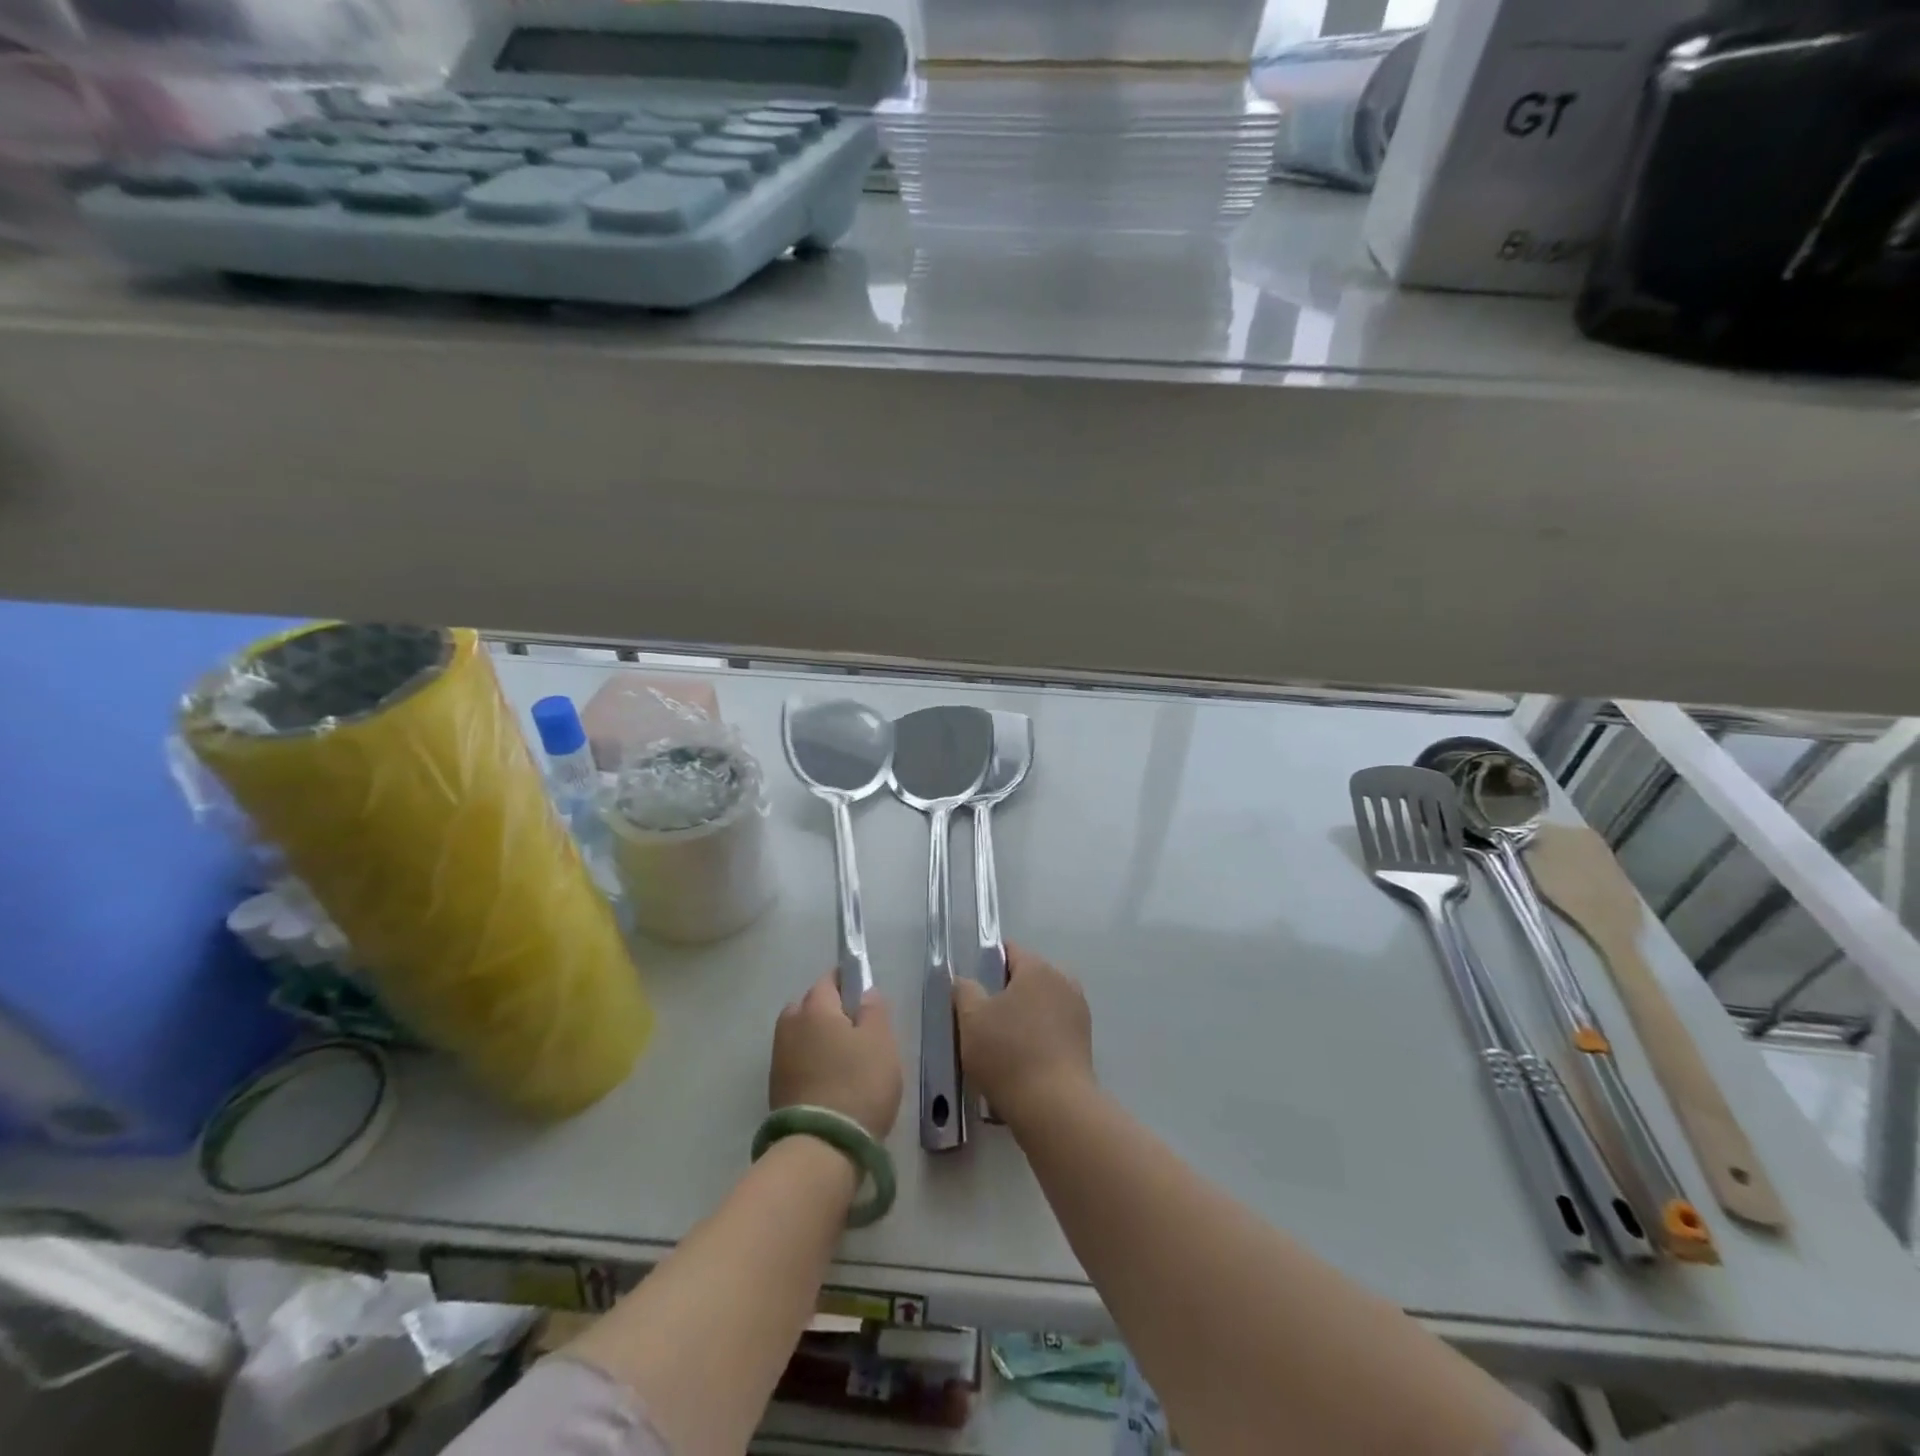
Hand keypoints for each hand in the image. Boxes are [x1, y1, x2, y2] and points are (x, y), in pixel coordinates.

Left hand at [771, 973, 902, 1139]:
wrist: (821, 1147)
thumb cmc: (858, 1084)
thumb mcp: (881, 1042)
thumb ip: (874, 1010)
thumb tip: (865, 993)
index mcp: (815, 1007)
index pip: (829, 980)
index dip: (847, 983)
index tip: (863, 997)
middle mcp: (790, 1025)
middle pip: (809, 1005)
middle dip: (829, 1010)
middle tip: (856, 1029)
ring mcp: (779, 1058)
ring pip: (801, 1034)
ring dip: (818, 1039)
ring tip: (844, 1058)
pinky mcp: (776, 1088)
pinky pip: (797, 1060)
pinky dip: (811, 1062)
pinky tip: (830, 1080)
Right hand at [952, 944, 1093, 1126]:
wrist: (1055, 1107)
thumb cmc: (1008, 1054)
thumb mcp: (971, 1019)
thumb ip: (964, 990)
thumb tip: (965, 981)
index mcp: (1038, 968)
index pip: (1010, 951)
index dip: (987, 964)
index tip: (972, 989)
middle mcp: (1064, 981)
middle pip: (1027, 978)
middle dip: (1005, 993)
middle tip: (982, 1020)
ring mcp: (1078, 1012)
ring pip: (1041, 1005)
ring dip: (1023, 1017)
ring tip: (1000, 1046)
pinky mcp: (1084, 1042)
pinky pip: (1053, 1029)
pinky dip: (1038, 1038)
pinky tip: (1022, 1062)